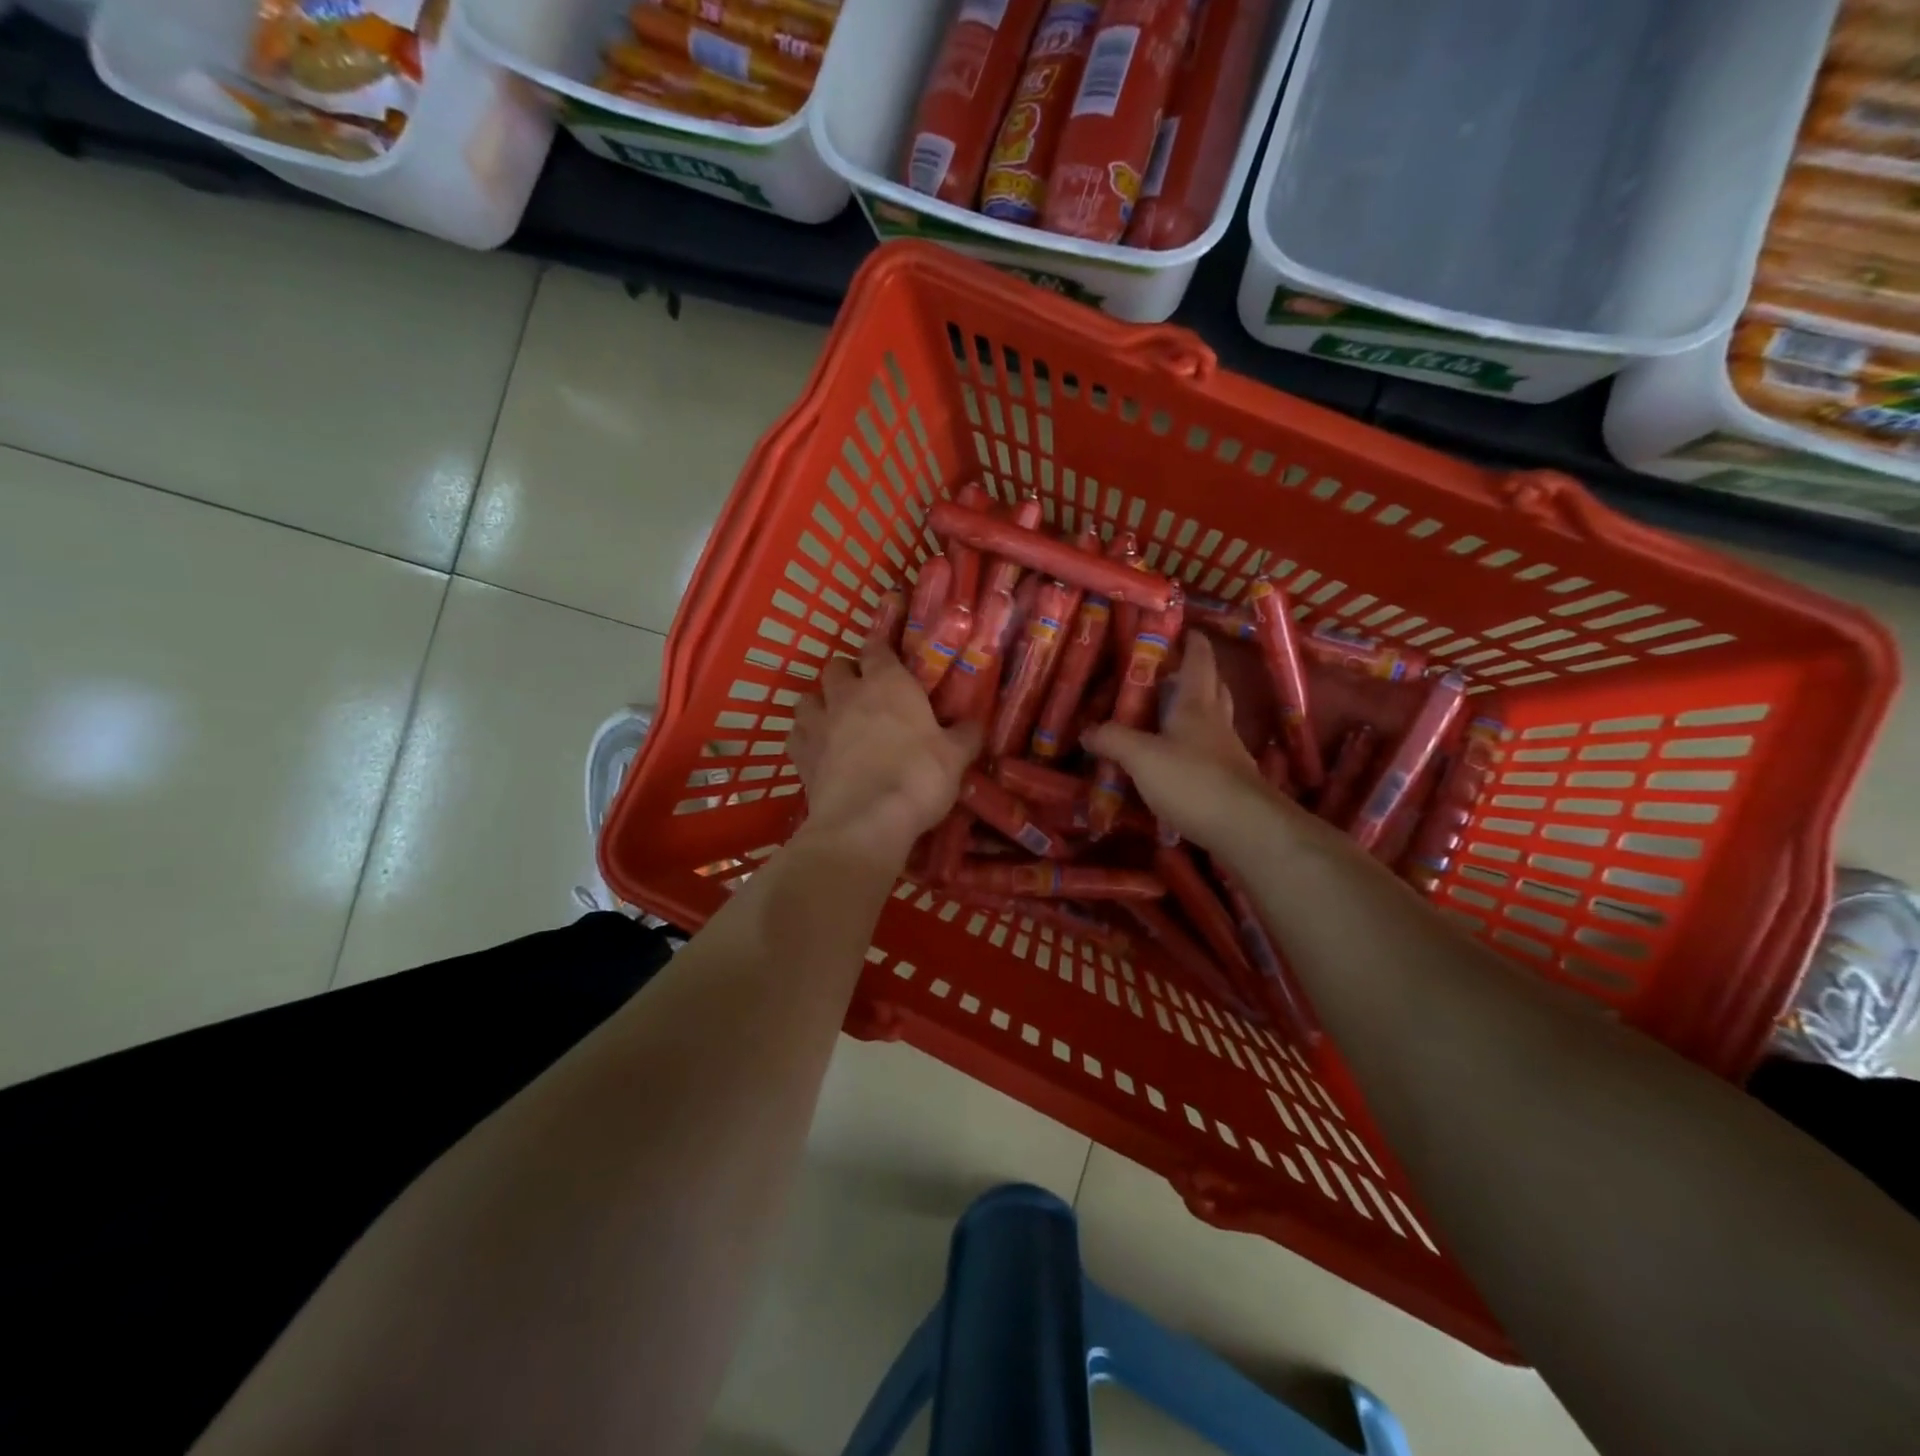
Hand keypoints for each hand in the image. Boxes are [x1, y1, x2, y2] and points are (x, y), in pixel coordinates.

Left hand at [787, 637, 980, 864]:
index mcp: (888, 683)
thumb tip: (975, 723)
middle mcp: (848, 694)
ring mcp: (819, 723)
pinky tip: (819, 749)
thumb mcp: (956, 757)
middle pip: (837, 666)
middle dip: (849, 674)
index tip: (890, 657)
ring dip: (820, 702)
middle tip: (866, 692)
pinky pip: (796, 734)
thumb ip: (965, 734)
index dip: (881, 649)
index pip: (877, 647)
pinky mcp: (801, 755)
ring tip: (835, 719)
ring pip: (808, 697)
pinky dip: (805, 736)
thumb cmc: (918, 778)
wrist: (866, 822)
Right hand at [1083, 632, 1277, 855]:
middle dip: (1197, 675)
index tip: (1187, 629)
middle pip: (1212, 688)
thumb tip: (1086, 731)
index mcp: (1195, 705)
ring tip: (1168, 714)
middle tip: (1172, 672)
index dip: (1193, 643)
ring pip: (1213, 721)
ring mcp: (1227, 753)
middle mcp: (1216, 723)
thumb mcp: (1141, 757)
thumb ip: (1113, 740)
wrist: (1246, 829)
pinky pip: (1210, 753)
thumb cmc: (1193, 781)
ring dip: (1196, 712)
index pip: (1199, 662)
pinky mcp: (1229, 782)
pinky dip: (1194, 747)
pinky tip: (1177, 760)